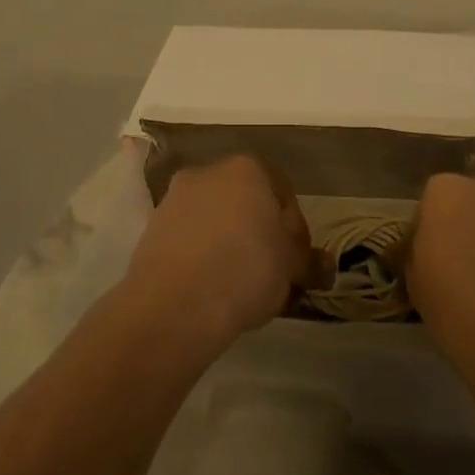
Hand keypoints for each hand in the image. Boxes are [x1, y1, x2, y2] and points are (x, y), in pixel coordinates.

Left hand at [123, 154, 321, 349]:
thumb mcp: (292, 268)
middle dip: (259, 234)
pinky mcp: (150, 230)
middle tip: (272, 273)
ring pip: (215, 221)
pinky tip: (211, 288)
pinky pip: (189, 240)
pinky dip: (202, 257)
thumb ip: (310, 261)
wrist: (175, 305)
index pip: (283, 194)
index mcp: (246, 169)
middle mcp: (207, 173)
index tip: (296, 262)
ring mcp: (173, 200)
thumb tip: (324, 265)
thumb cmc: (246, 271)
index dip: (295, 230)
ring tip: (240, 287)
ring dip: (229, 246)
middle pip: (245, 204)